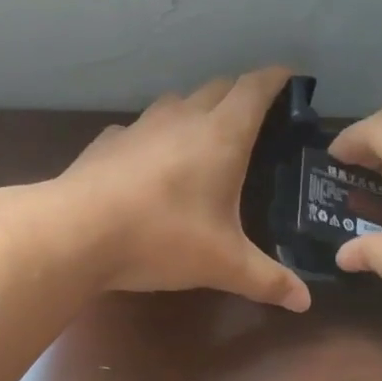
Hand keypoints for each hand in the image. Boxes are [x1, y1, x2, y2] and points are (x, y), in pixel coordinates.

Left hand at [56, 67, 311, 312]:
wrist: (76, 232)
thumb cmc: (161, 238)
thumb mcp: (222, 265)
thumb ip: (267, 280)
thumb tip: (305, 302)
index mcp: (221, 135)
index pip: (255, 87)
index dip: (278, 78)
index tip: (292, 79)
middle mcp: (182, 118)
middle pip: (218, 87)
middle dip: (241, 94)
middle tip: (256, 120)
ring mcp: (140, 127)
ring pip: (177, 102)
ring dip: (197, 110)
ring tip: (205, 140)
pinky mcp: (108, 142)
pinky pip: (141, 129)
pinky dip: (156, 137)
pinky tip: (151, 166)